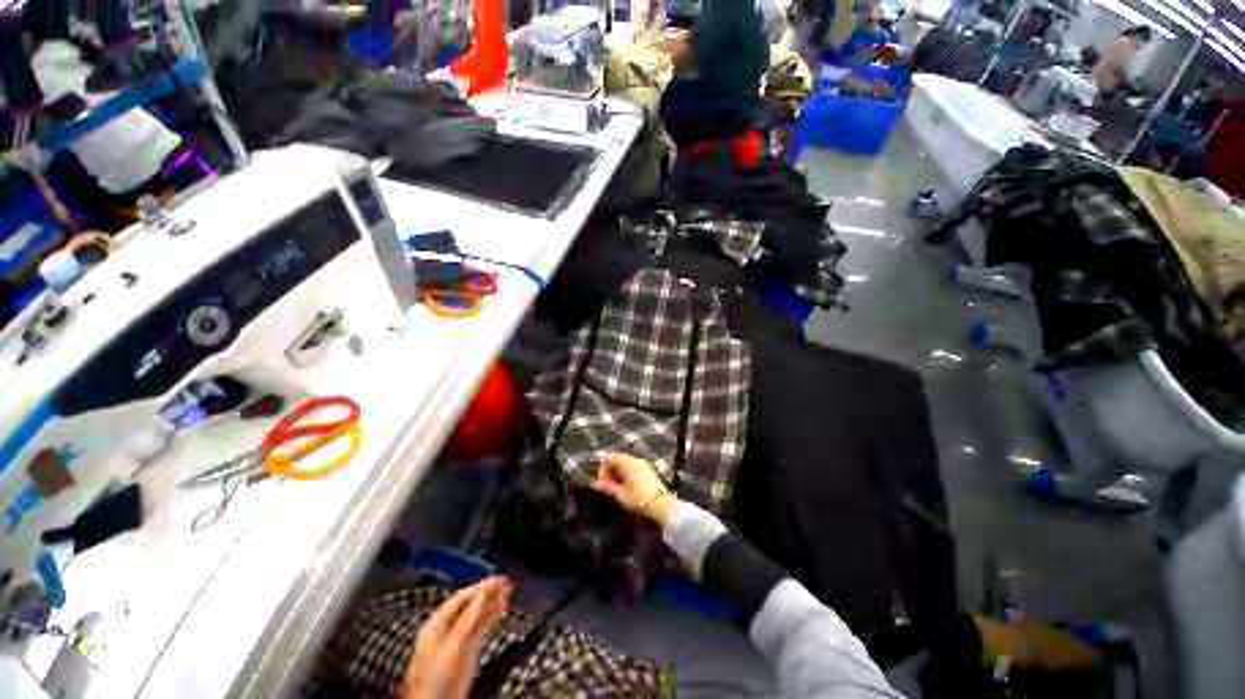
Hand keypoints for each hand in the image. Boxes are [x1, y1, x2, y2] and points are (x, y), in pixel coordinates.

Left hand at [400, 577, 512, 698]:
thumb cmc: (434, 681)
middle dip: (488, 593)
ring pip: (477, 615)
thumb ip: (468, 619)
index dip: (479, 588)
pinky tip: (500, 610)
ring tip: (508, 592)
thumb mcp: (453, 646)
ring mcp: (457, 640)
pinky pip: (480, 627)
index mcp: (436, 624)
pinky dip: (491, 616)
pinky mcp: (466, 650)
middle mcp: (447, 629)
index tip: (497, 581)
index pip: (461, 598)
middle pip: (470, 605)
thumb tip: (482, 594)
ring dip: (492, 603)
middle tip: (506, 583)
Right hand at [590, 452, 678, 526]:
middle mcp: (635, 459)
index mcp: (627, 462)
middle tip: (607, 486)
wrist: (662, 505)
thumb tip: (594, 484)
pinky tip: (626, 486)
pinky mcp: (647, 469)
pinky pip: (632, 466)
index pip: (608, 458)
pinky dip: (625, 473)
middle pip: (616, 458)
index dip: (602, 470)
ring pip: (624, 462)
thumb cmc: (639, 499)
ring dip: (617, 472)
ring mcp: (642, 463)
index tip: (602, 484)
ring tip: (616, 488)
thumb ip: (607, 487)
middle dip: (609, 471)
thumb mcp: (621, 495)